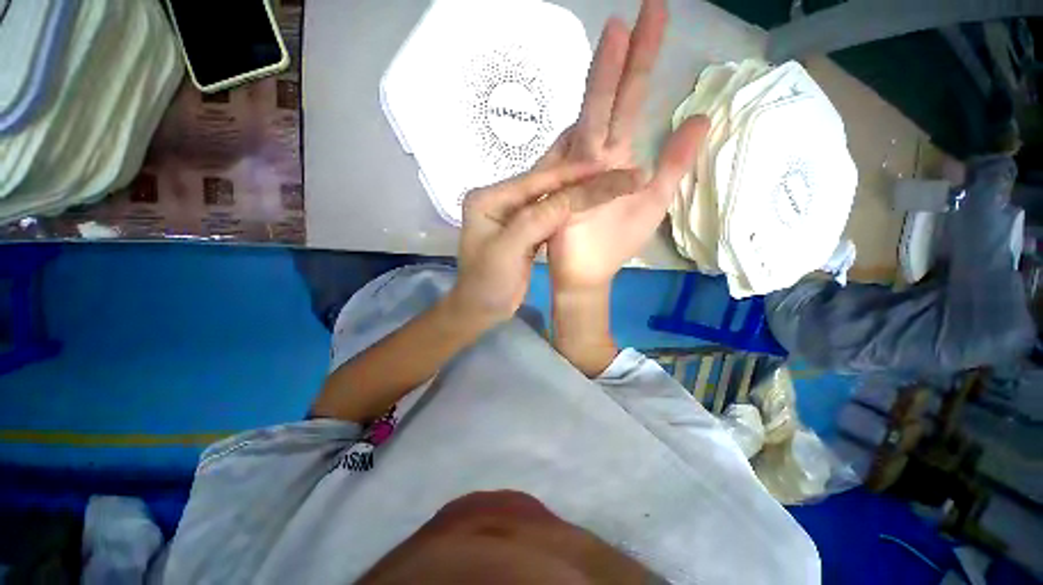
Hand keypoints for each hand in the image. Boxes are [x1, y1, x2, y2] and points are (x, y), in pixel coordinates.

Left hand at [449, 163, 641, 327]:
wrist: (481, 309)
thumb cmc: (488, 282)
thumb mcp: (508, 250)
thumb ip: (537, 220)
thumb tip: (571, 196)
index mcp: (488, 199)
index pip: (534, 182)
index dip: (568, 174)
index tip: (602, 166)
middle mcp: (500, 201)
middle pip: (543, 188)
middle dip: (577, 181)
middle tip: (612, 171)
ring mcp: (513, 216)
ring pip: (549, 202)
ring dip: (576, 195)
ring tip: (606, 183)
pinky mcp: (524, 232)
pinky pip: (550, 218)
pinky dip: (569, 213)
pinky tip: (589, 205)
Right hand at [541, 0, 708, 291]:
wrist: (586, 273)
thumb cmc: (615, 242)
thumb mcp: (654, 199)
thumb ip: (675, 162)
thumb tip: (698, 118)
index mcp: (619, 156)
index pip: (631, 101)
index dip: (643, 63)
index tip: (655, 19)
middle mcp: (598, 154)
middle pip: (613, 98)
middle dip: (628, 55)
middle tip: (643, 8)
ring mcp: (580, 168)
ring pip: (593, 114)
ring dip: (606, 76)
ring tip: (618, 31)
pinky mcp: (567, 187)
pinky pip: (577, 151)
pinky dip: (585, 121)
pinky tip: (596, 91)